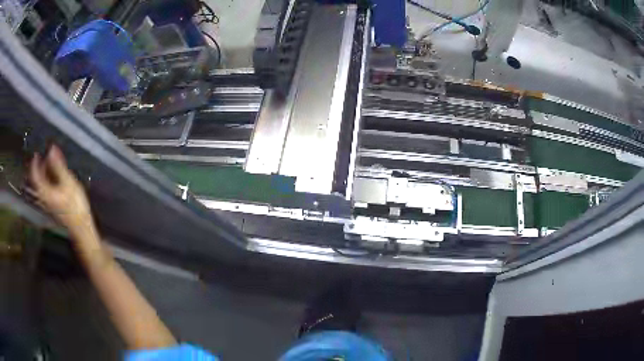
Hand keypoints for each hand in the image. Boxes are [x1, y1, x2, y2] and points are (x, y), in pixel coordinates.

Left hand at [29, 145, 92, 233]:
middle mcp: (44, 198)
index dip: (34, 164)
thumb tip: (51, 149)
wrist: (81, 227)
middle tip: (42, 157)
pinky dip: (47, 182)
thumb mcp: (68, 182)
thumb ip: (58, 166)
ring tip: (48, 166)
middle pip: (37, 182)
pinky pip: (45, 192)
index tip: (36, 154)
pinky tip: (53, 179)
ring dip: (42, 175)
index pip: (35, 177)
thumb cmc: (75, 205)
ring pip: (41, 187)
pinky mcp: (53, 207)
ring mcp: (48, 204)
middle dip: (38, 169)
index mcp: (45, 192)